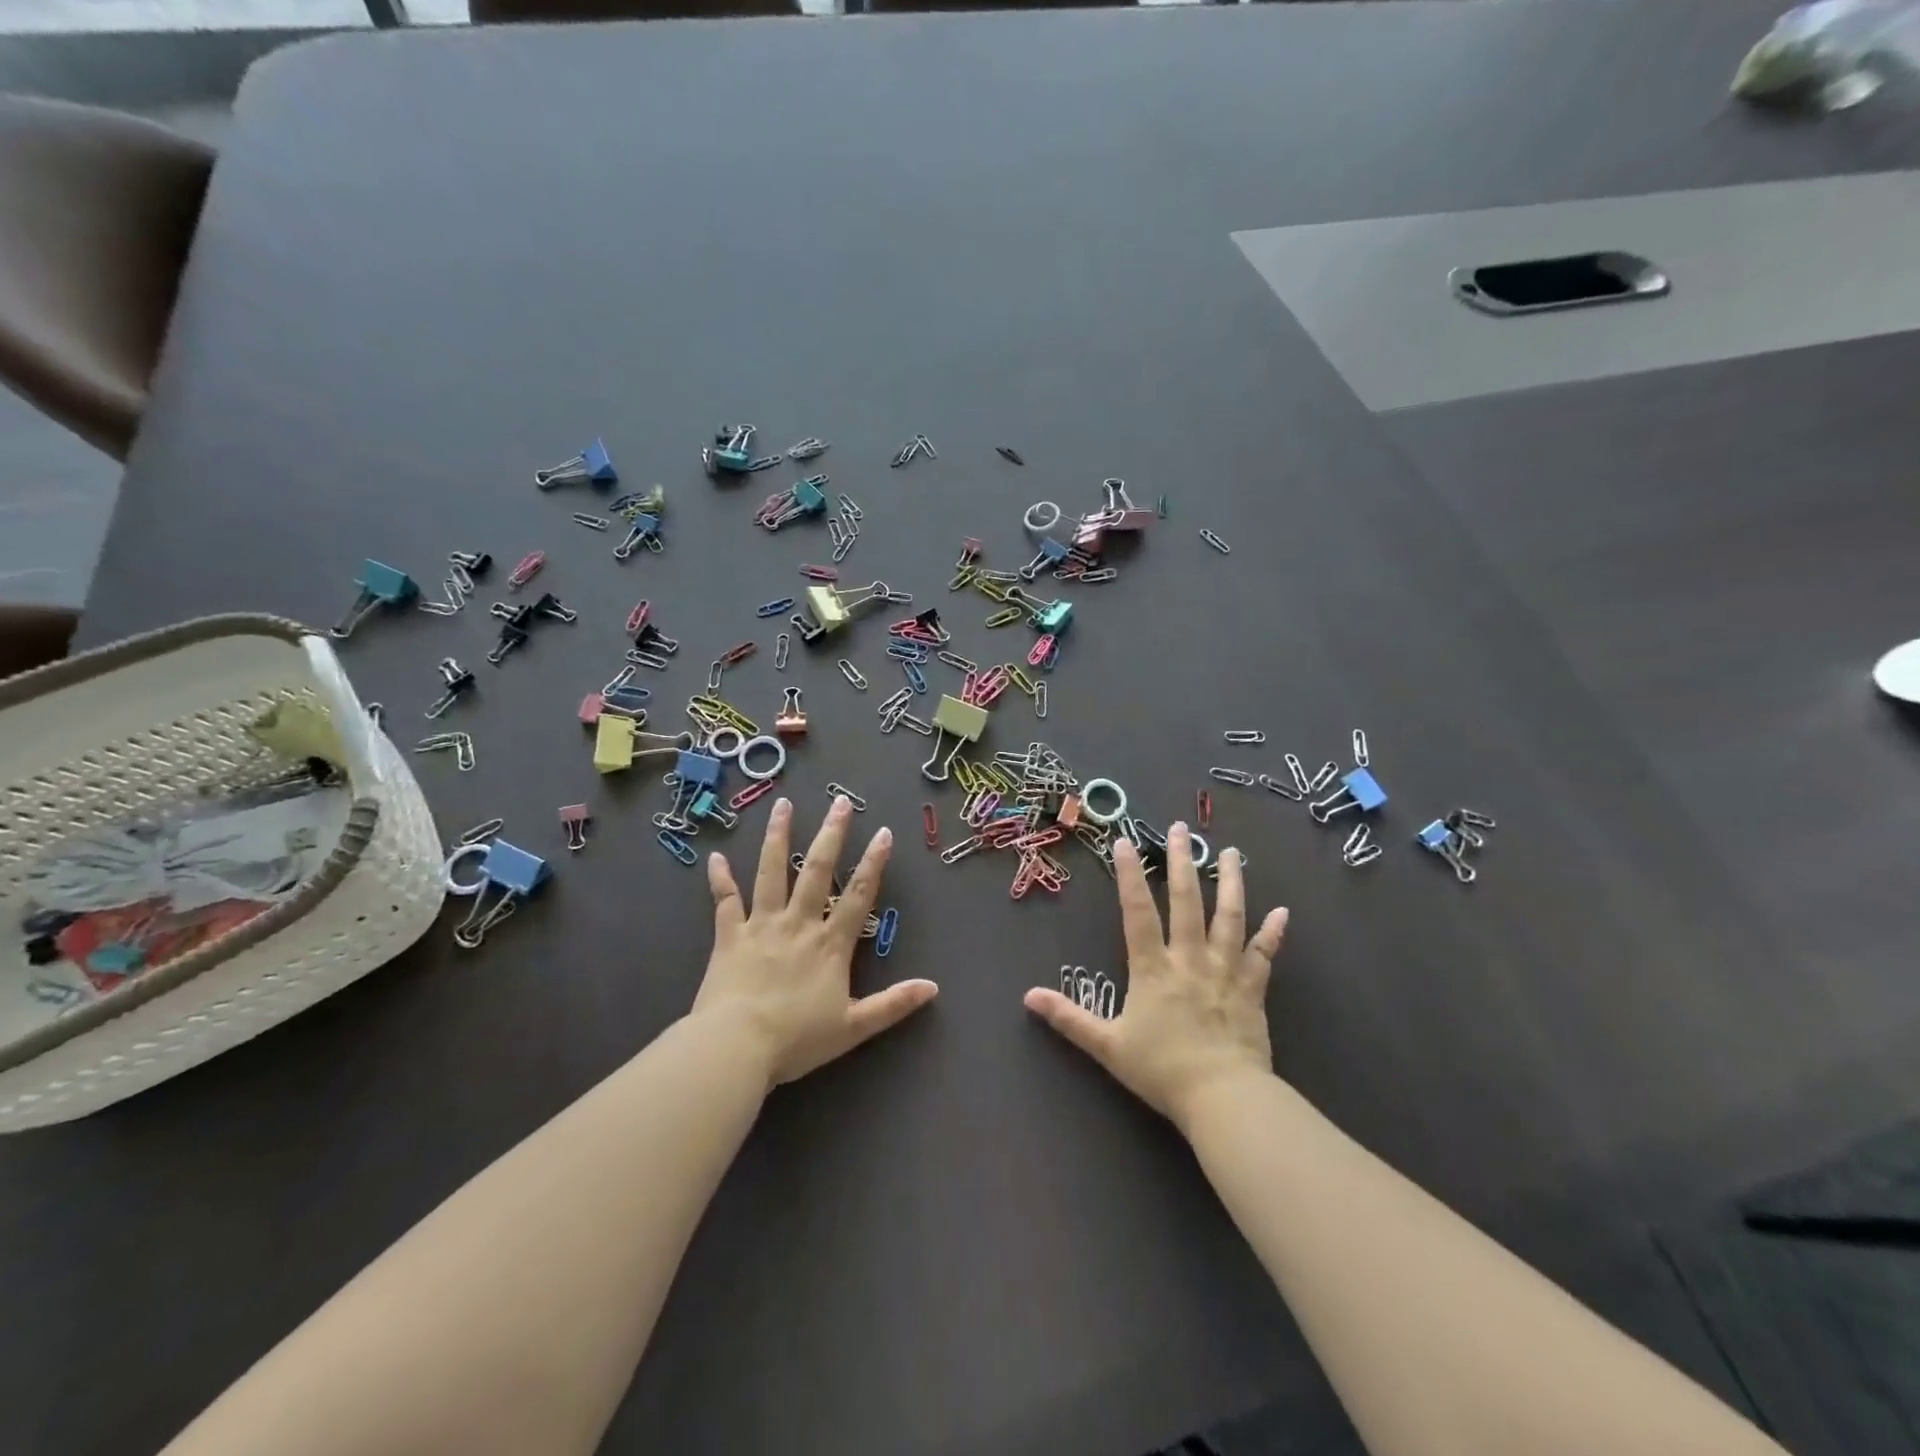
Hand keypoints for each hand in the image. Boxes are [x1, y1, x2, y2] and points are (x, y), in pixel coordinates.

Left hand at [693, 795, 937, 1087]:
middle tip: (840, 802)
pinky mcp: (728, 937)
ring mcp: (761, 926)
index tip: (883, 832)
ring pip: (771, 873)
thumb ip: (893, 1005)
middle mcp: (798, 924)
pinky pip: (724, 902)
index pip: (857, 895)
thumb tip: (934, 988)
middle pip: (816, 871)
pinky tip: (715, 857)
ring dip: (777, 837)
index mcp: (829, 944)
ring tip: (783, 806)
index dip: (873, 863)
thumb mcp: (853, 1028)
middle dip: (831, 834)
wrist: (735, 1047)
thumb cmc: (796, 1039)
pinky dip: (720, 880)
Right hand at [1024, 823, 1286, 1128]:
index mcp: (1153, 968)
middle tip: (1181, 829)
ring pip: (1229, 918)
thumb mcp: (1107, 1046)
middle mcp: (1190, 959)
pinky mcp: (1252, 990)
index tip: (1126, 842)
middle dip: (1182, 863)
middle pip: (1187, 902)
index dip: (1130, 876)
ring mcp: (1224, 972)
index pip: (1138, 912)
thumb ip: (1069, 1018)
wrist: (1222, 1098)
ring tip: (1232, 853)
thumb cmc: (1161, 1070)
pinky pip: (1263, 956)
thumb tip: (1028, 997)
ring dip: (1231, 883)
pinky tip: (1283, 911)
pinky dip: (1273, 933)